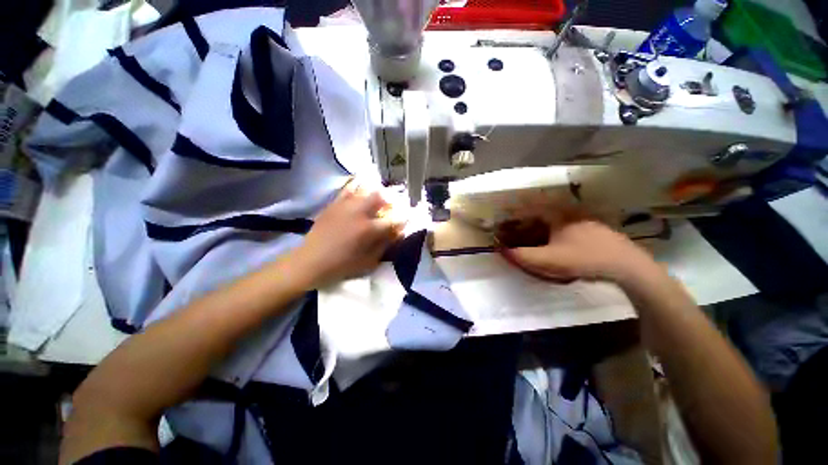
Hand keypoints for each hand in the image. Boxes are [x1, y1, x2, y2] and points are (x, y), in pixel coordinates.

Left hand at [292, 180, 403, 287]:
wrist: (310, 262)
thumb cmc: (342, 266)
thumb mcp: (369, 261)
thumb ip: (385, 245)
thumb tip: (398, 232)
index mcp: (369, 229)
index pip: (394, 219)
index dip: (404, 217)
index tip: (409, 217)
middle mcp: (359, 212)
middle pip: (381, 196)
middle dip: (391, 199)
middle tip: (393, 206)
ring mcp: (345, 205)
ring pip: (366, 189)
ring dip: (377, 191)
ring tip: (379, 198)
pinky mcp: (334, 203)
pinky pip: (349, 188)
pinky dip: (359, 186)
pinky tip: (362, 191)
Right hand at [499, 206, 656, 284]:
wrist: (626, 265)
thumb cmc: (584, 258)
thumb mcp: (549, 260)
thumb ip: (523, 256)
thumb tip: (503, 251)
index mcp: (557, 214)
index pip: (529, 207)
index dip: (513, 210)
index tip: (502, 214)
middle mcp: (568, 212)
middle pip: (540, 209)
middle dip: (524, 215)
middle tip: (514, 224)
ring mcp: (581, 218)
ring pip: (552, 216)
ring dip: (538, 221)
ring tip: (529, 231)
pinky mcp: (591, 227)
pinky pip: (563, 223)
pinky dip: (551, 227)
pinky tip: (552, 238)